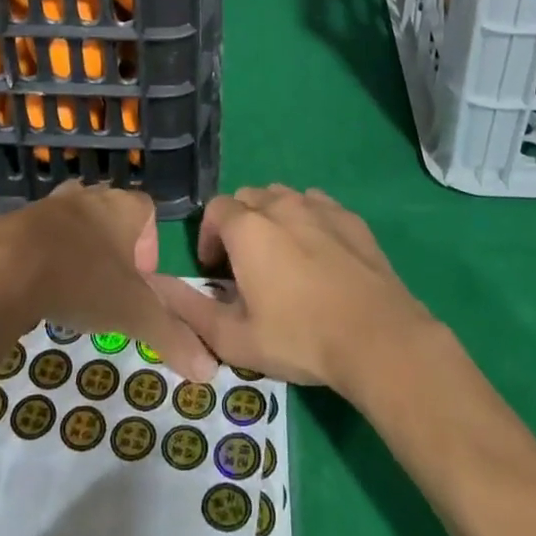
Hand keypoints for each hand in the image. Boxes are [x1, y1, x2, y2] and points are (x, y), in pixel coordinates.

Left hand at [0, 181, 218, 381]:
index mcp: (123, 207)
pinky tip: (36, 290)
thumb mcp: (134, 314)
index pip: (147, 211)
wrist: (4, 268)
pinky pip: (38, 235)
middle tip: (108, 287)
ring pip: (73, 222)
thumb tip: (211, 371)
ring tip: (72, 290)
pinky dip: (41, 257)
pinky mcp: (15, 221)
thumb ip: (173, 337)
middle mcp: (89, 196)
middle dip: (113, 248)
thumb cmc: (82, 280)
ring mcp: (49, 205)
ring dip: (76, 250)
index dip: (149, 244)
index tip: (140, 282)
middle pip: (110, 214)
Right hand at [152, 186, 435, 397]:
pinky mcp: (350, 217)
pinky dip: (307, 220)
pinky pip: (317, 205)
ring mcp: (319, 206)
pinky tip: (318, 256)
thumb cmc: (300, 338)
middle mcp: (280, 204)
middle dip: (239, 225)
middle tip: (247, 266)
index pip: (216, 209)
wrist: (378, 337)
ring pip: (283, 197)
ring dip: (273, 219)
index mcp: (248, 228)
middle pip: (249, 198)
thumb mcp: (236, 338)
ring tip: (282, 259)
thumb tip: (158, 288)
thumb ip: (191, 310)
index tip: (217, 271)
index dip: (209, 236)